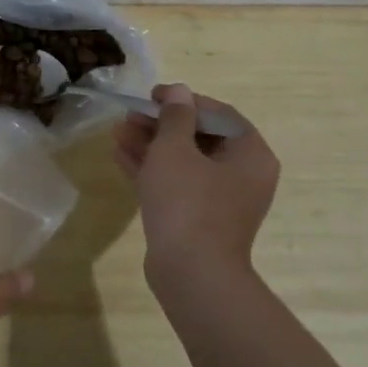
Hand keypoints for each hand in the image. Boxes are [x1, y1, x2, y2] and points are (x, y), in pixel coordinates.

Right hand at [110, 84, 280, 291]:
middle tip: (130, 115)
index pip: (218, 114)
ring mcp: (220, 201)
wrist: (191, 274)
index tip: (152, 95)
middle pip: (199, 138)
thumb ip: (175, 116)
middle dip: (161, 125)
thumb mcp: (175, 150)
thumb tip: (179, 92)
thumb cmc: (188, 203)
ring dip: (151, 145)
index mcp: (250, 155)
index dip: (184, 100)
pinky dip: (151, 170)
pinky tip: (119, 155)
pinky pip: (176, 185)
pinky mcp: (198, 220)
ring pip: (183, 162)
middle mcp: (242, 176)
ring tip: (117, 132)